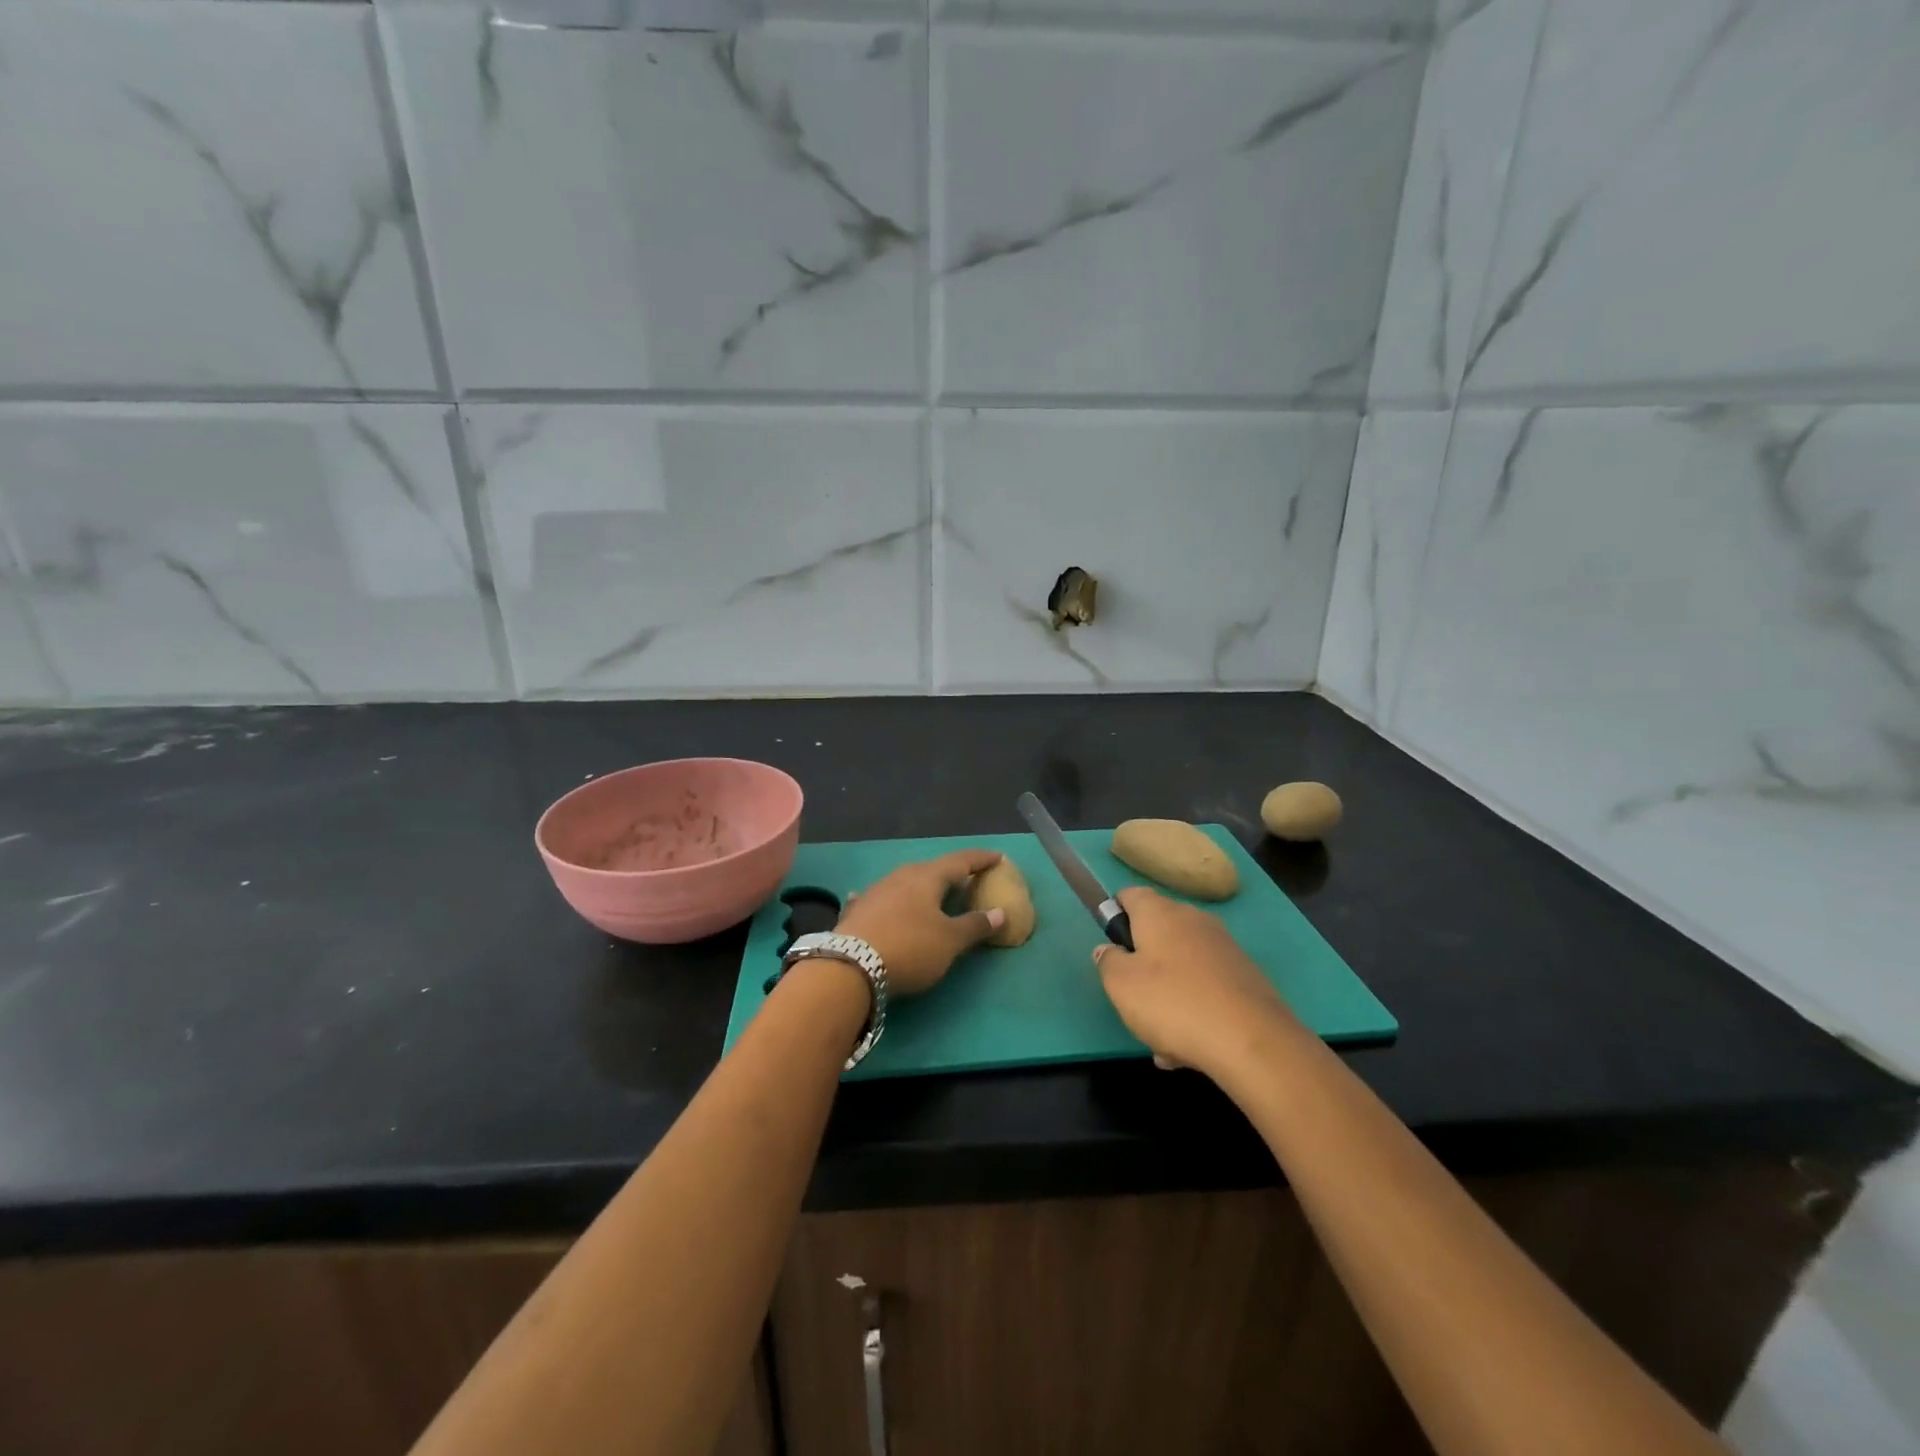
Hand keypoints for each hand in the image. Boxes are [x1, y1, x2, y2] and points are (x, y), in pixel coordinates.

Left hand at [836, 849, 1006, 997]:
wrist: (849, 966)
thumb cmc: (910, 947)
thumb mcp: (950, 941)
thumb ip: (975, 925)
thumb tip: (1000, 912)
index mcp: (927, 877)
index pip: (961, 861)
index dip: (981, 859)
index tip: (998, 856)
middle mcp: (900, 876)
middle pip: (931, 870)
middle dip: (950, 874)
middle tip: (966, 880)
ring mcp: (875, 892)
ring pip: (904, 883)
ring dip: (921, 887)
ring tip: (932, 894)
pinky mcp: (856, 912)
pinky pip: (879, 900)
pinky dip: (889, 901)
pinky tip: (883, 903)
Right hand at [1092, 887, 1300, 1076]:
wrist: (1253, 1042)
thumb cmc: (1174, 1004)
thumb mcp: (1120, 985)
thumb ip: (1107, 961)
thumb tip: (1109, 949)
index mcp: (1160, 913)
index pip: (1130, 894)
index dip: (1116, 915)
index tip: (1111, 947)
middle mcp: (1194, 919)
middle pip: (1157, 932)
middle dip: (1143, 964)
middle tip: (1133, 1000)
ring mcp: (1224, 947)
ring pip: (1182, 966)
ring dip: (1168, 994)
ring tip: (1163, 1040)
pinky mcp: (1246, 976)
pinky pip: (1207, 987)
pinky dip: (1196, 1009)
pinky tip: (1191, 1047)